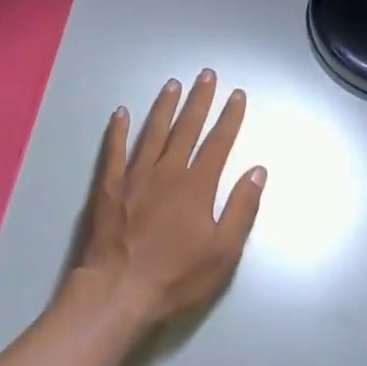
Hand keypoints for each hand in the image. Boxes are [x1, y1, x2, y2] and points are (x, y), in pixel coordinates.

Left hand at [72, 69, 267, 324]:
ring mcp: (134, 176)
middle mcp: (166, 171)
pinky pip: (114, 150)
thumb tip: (258, 171)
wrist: (118, 291)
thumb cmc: (176, 277)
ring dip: (164, 106)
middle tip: (206, 74)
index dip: (229, 117)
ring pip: (152, 132)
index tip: (237, 95)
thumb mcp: (222, 252)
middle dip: (199, 100)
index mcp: (196, 185)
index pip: (218, 143)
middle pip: (186, 128)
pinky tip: (120, 112)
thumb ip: (241, 208)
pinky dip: (117, 130)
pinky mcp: (109, 186)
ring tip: (173, 84)